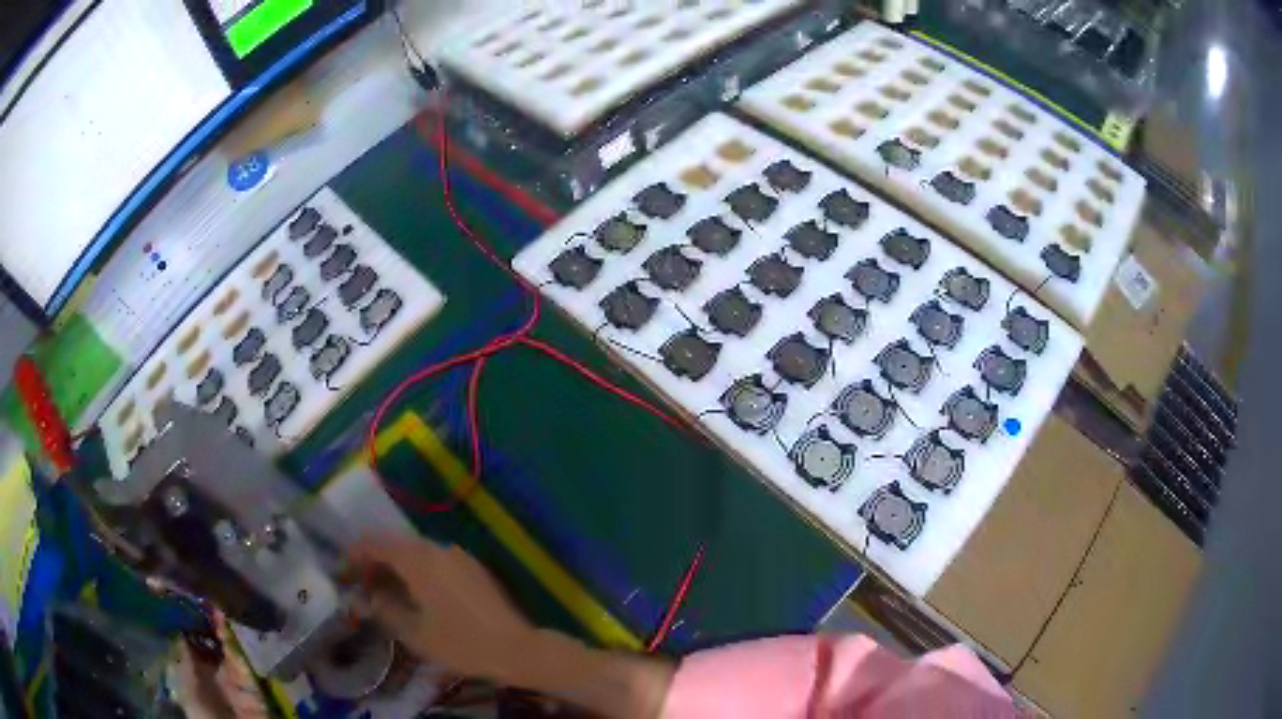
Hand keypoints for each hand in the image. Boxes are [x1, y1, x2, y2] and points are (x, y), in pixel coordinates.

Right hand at [349, 537, 535, 681]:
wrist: (516, 648)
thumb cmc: (461, 643)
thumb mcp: (414, 633)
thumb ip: (385, 609)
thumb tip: (368, 596)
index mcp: (419, 560)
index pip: (377, 543)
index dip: (356, 554)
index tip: (343, 571)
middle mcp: (438, 549)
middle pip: (398, 545)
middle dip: (377, 561)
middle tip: (362, 584)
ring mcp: (460, 557)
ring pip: (418, 553)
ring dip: (399, 566)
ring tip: (386, 591)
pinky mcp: (475, 569)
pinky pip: (437, 561)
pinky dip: (420, 571)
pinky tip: (417, 594)